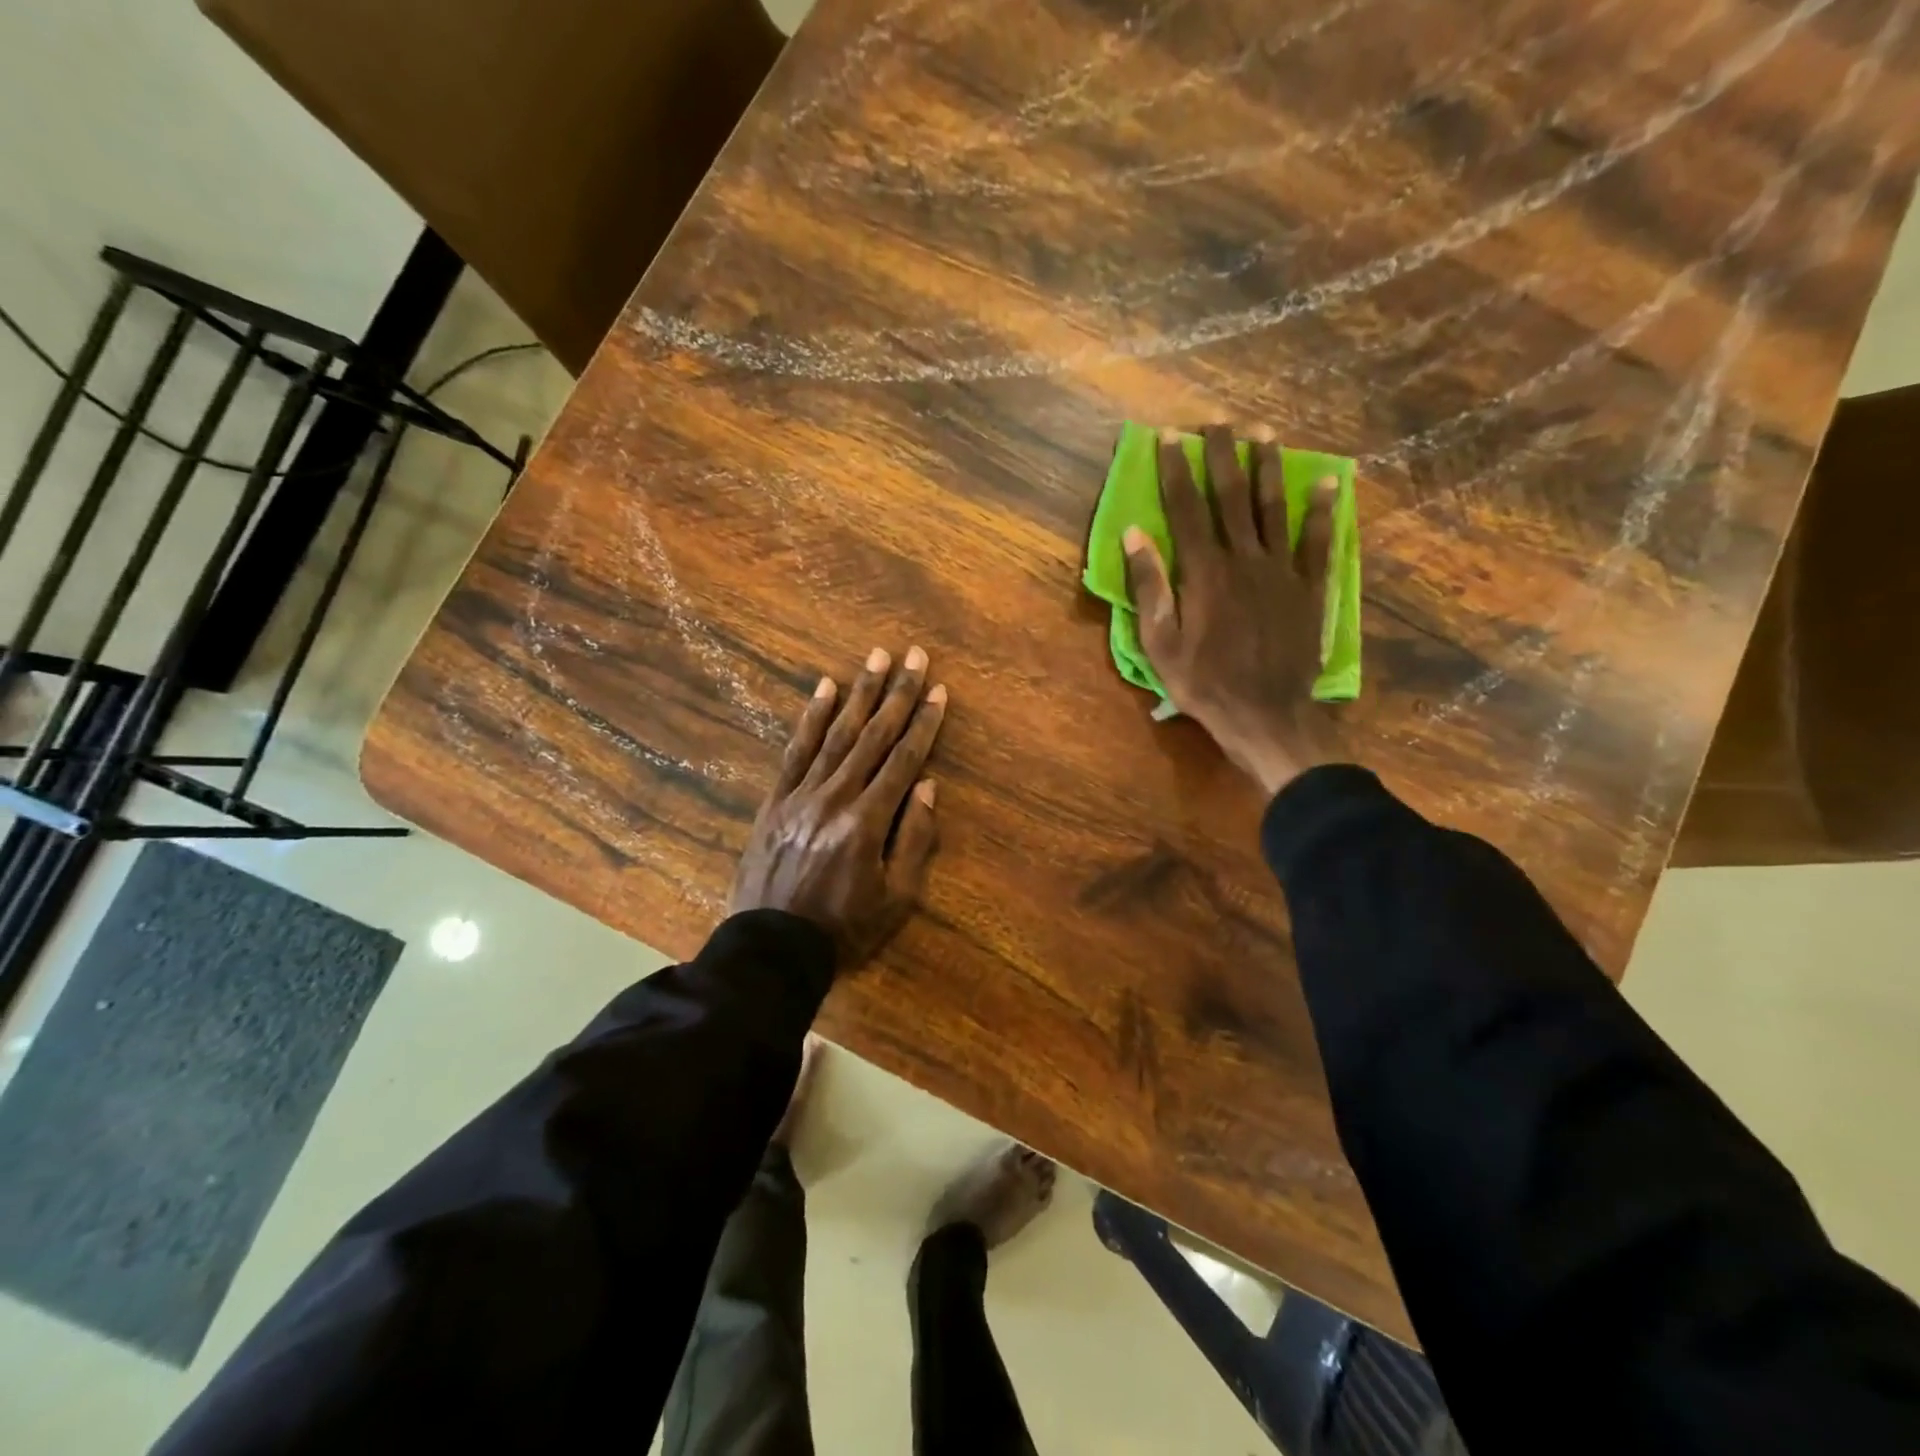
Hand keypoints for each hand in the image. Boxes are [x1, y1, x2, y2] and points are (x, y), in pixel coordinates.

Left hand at [731, 646, 945, 966]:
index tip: (939, 691)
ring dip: (859, 693)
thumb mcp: (897, 898)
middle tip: (914, 656)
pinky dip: (811, 717)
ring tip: (877, 658)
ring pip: (836, 734)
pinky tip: (824, 688)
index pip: (903, 760)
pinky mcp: (775, 800)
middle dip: (898, 694)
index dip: (924, 724)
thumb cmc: (844, 928)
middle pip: (873, 736)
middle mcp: (835, 798)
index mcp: (867, 822)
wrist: (772, 949)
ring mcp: (801, 795)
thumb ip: (914, 839)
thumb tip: (926, 785)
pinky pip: (796, 750)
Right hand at [1123, 425, 1336, 795]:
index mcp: (1204, 572)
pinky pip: (1318, 542)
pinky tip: (1327, 482)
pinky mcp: (1309, 588)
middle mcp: (1244, 559)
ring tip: (1264, 433)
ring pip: (1274, 508)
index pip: (1186, 509)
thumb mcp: (1160, 643)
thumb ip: (1149, 586)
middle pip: (1232, 497)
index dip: (1176, 470)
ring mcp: (1282, 571)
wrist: (1266, 715)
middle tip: (1217, 422)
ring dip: (1268, 468)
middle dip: (1222, 456)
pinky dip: (1323, 511)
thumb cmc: (1204, 683)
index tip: (1170, 437)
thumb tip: (1135, 534)